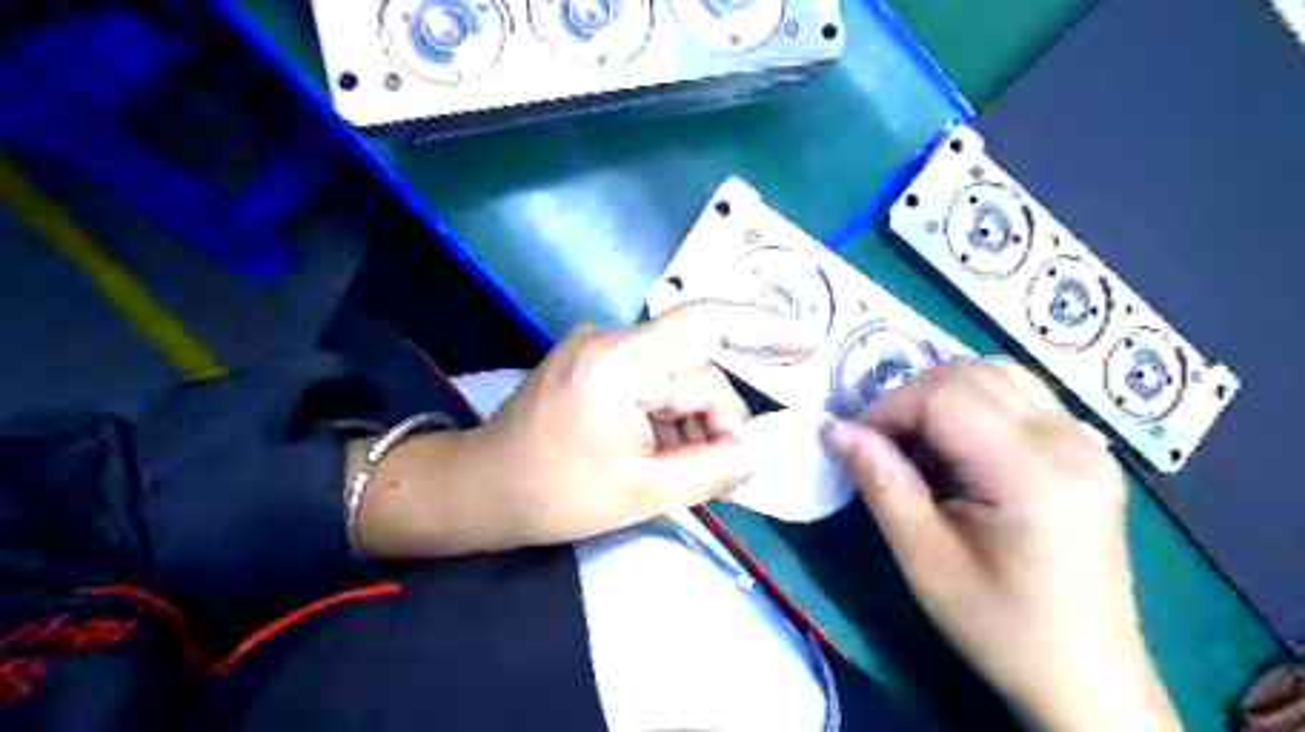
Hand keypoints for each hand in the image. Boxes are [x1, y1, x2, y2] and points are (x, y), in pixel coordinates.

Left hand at [356, 305, 805, 555]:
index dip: (760, 326)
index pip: (703, 324)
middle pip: (692, 374)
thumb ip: (711, 470)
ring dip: (687, 428)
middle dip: (712, 424)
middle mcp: (612, 342)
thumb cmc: (553, 494)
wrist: (477, 491)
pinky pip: (648, 388)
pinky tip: (654, 457)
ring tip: (675, 475)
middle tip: (720, 477)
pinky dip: (664, 422)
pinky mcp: (593, 368)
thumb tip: (758, 451)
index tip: (804, 338)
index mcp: (621, 362)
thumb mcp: (641, 491)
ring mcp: (599, 353)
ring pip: (673, 385)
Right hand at [824, 357, 1183, 731]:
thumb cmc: (1000, 626)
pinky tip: (962, 448)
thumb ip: (882, 484)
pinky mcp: (1088, 450)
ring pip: (996, 373)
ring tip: (921, 445)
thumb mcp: (925, 561)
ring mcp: (1087, 441)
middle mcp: (1070, 440)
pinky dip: (975, 403)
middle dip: (911, 398)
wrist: (1086, 677)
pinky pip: (1021, 394)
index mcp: (1033, 473)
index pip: (945, 395)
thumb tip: (836, 429)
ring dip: (942, 395)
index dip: (889, 409)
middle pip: (970, 373)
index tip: (861, 448)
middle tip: (887, 448)